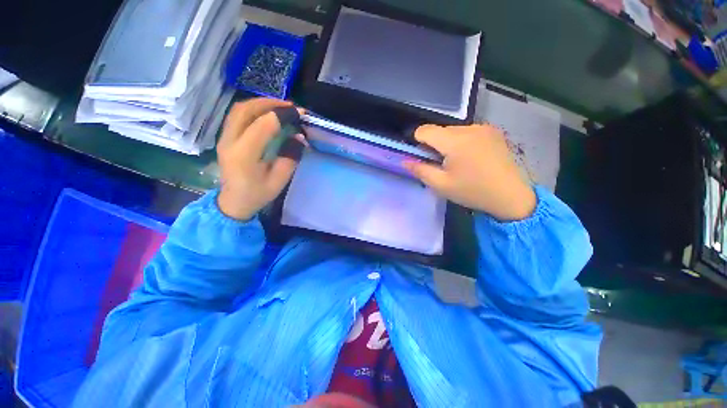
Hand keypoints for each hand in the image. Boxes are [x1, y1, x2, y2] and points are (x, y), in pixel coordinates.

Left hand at [216, 98, 304, 219]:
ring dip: (261, 103)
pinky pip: (237, 115)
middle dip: (270, 103)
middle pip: (246, 110)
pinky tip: (267, 113)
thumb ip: (290, 157)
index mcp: (244, 155)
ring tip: (281, 107)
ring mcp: (224, 138)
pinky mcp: (225, 137)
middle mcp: (230, 141)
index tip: (299, 114)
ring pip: (239, 109)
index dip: (282, 115)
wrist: (233, 202)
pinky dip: (253, 109)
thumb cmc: (257, 194)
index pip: (262, 125)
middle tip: (291, 106)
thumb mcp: (279, 180)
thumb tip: (299, 137)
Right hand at [404, 124, 535, 220]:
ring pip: (453, 131)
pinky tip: (470, 158)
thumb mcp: (441, 185)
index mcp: (455, 141)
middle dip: (433, 145)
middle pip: (439, 130)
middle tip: (440, 165)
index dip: (417, 142)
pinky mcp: (493, 132)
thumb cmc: (473, 191)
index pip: (424, 130)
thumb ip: (420, 170)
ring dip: (447, 144)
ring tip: (457, 163)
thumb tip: (404, 160)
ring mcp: (484, 128)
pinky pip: (467, 132)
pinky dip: (461, 142)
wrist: (511, 196)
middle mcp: (469, 128)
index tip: (422, 157)